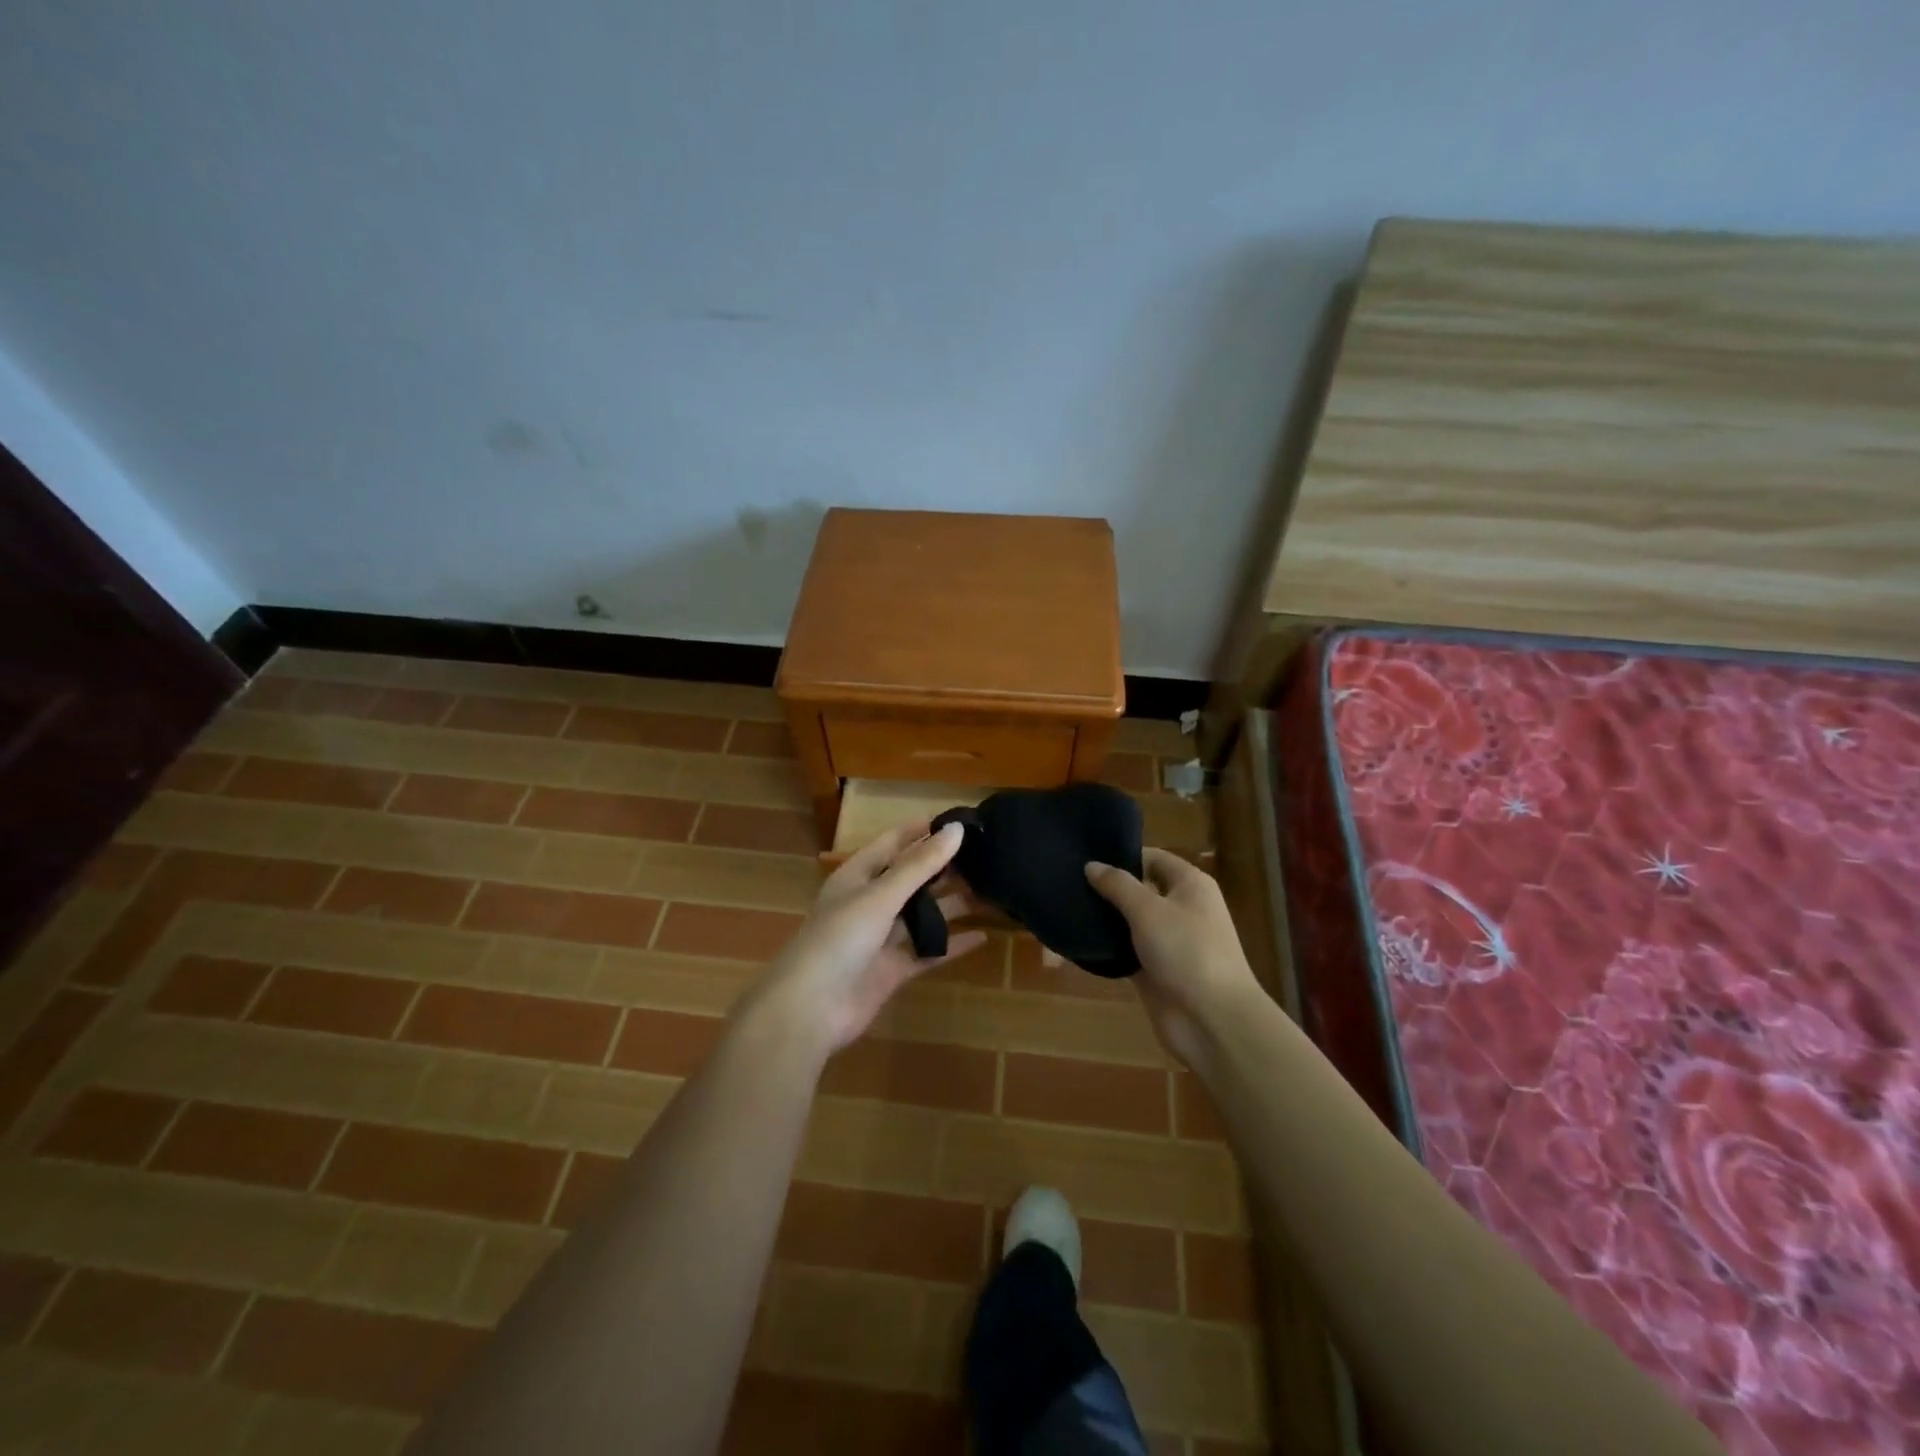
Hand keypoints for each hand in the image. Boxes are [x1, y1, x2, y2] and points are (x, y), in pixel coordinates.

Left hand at [738, 820, 987, 1059]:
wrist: (810, 1010)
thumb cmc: (839, 940)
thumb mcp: (880, 896)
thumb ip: (920, 866)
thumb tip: (956, 829)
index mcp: (857, 877)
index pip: (892, 844)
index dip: (920, 832)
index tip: (957, 820)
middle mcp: (869, 903)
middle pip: (911, 879)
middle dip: (943, 868)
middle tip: (986, 856)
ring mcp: (880, 938)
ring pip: (922, 914)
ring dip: (952, 904)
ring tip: (991, 890)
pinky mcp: (892, 970)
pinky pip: (927, 951)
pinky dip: (952, 944)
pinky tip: (982, 937)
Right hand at [1085, 849, 1262, 1067]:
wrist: (1213, 1020)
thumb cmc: (1187, 951)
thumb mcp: (1148, 910)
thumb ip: (1118, 885)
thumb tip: (1091, 865)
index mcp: (1190, 885)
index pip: (1152, 858)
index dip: (1122, 856)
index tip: (1085, 857)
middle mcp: (1182, 908)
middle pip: (1141, 889)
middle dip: (1109, 888)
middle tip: (1067, 882)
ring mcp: (1170, 942)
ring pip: (1132, 922)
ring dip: (1106, 919)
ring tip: (1066, 908)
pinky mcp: (1157, 971)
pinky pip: (1128, 951)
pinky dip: (1108, 947)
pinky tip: (1079, 941)